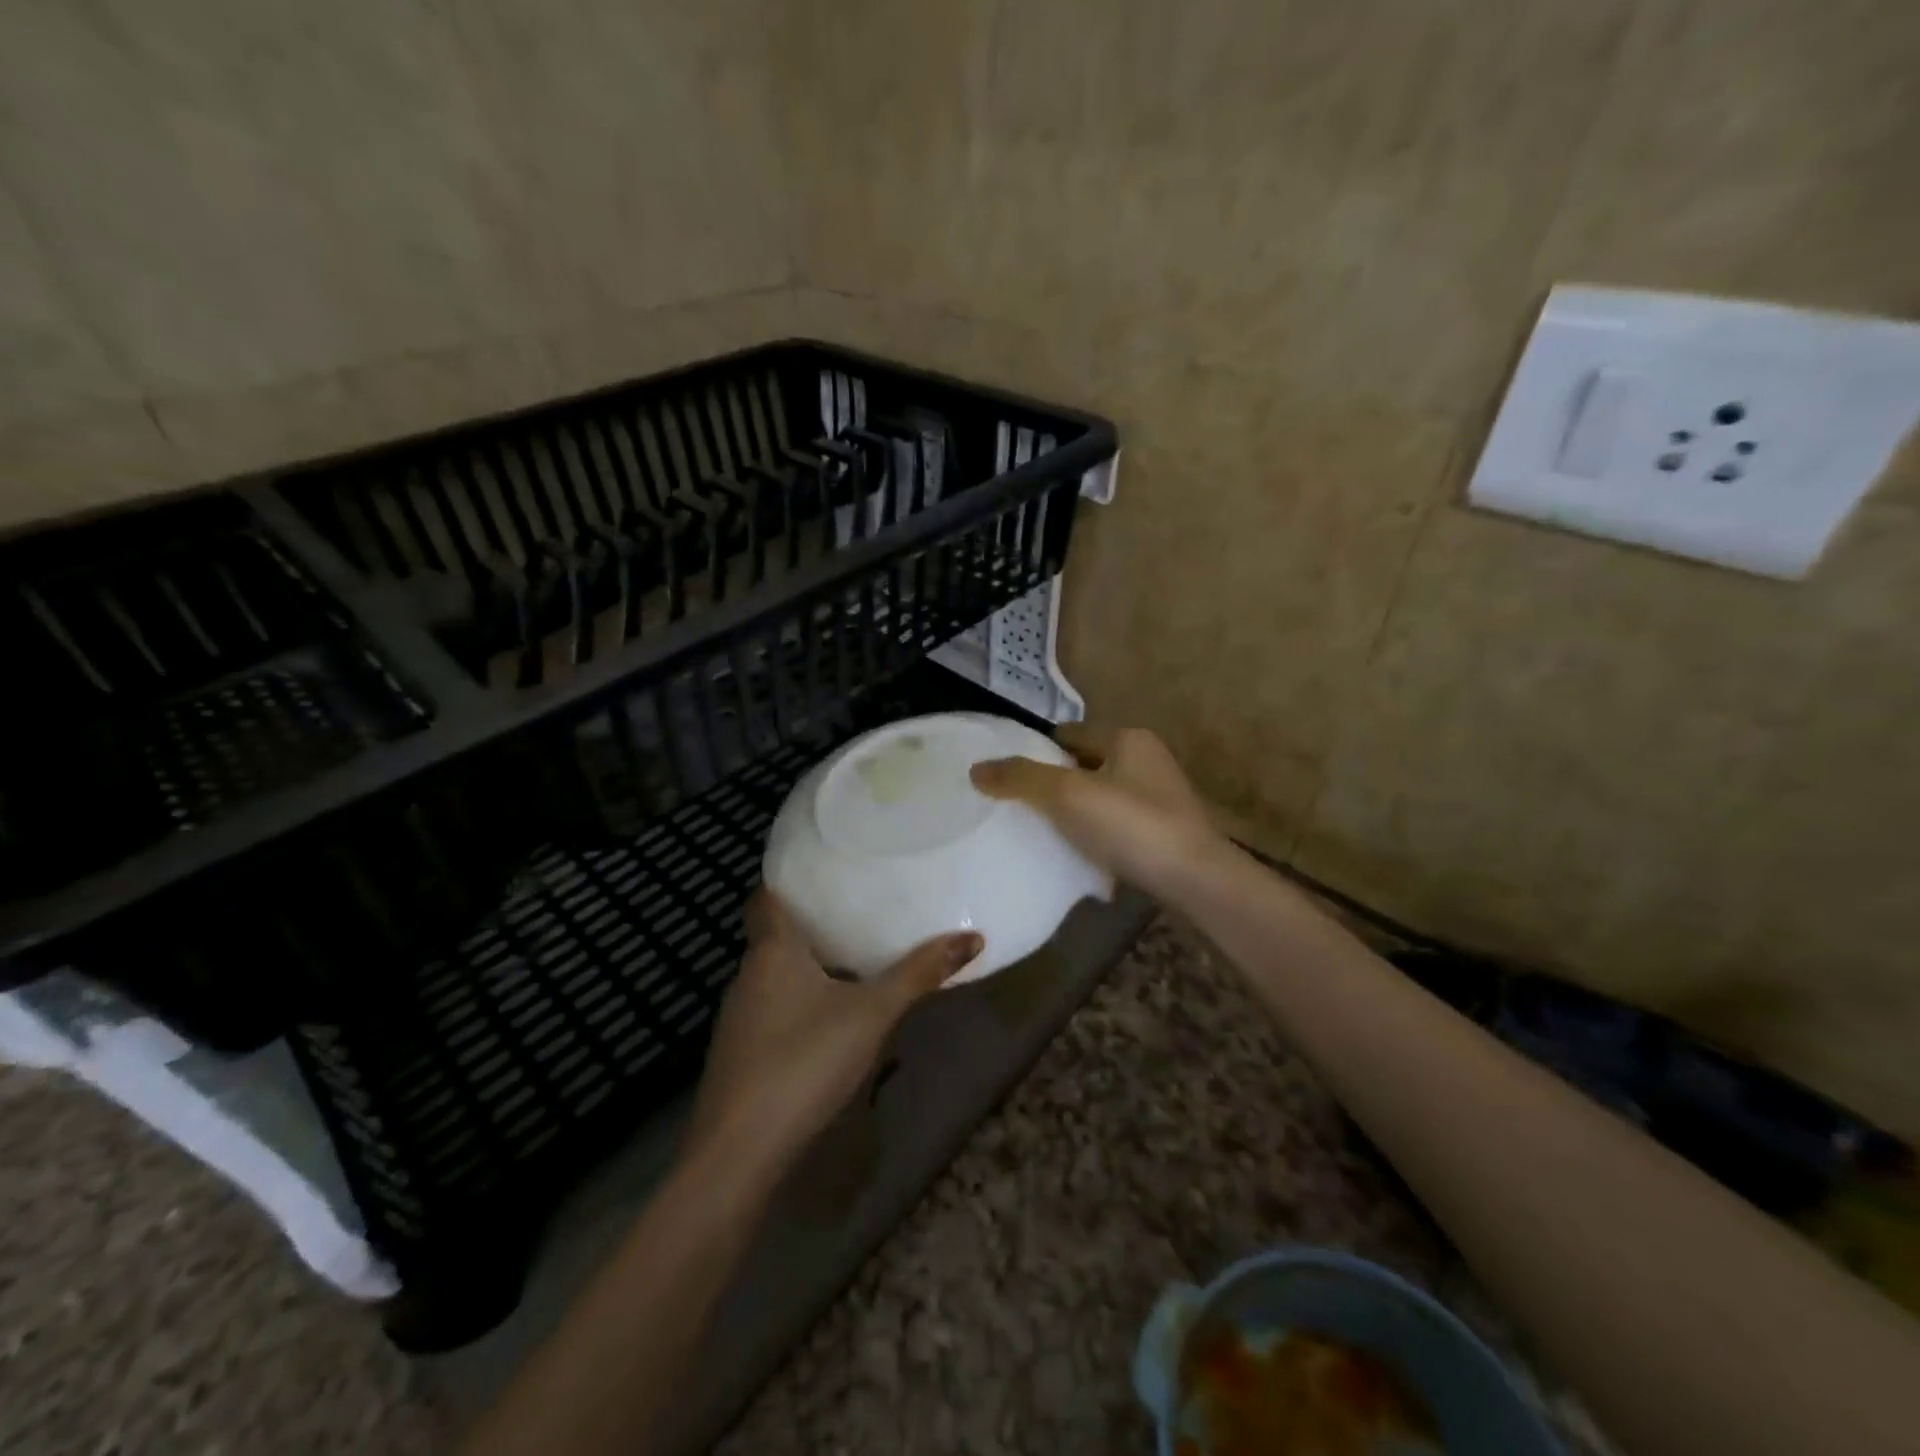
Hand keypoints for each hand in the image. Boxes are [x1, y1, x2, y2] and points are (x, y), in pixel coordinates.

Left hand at [686, 889, 981, 1175]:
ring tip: (851, 959)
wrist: (739, 1154)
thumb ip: (919, 975)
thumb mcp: (872, 1014)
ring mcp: (738, 1018)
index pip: (765, 896)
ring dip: (806, 967)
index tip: (823, 869)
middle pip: (775, 936)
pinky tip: (827, 1020)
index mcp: (772, 951)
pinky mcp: (739, 1055)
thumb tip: (972, 938)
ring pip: (774, 976)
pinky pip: (772, 1011)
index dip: (788, 879)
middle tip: (856, 912)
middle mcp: (747, 976)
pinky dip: (798, 1003)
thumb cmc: (804, 1061)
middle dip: (811, 925)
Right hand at [969, 724, 1219, 896]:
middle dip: (1054, 782)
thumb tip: (976, 769)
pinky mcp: (1163, 831)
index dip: (1036, 751)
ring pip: (1099, 796)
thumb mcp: (1068, 796)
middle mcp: (1147, 760)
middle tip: (1017, 806)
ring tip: (1040, 832)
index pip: (1068, 734)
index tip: (1007, 775)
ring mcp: (1159, 797)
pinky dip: (1094, 833)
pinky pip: (1115, 824)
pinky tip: (1076, 854)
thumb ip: (1021, 778)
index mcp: (1128, 739)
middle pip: (1083, 765)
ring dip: (1074, 811)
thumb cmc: (1132, 826)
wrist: (1197, 881)